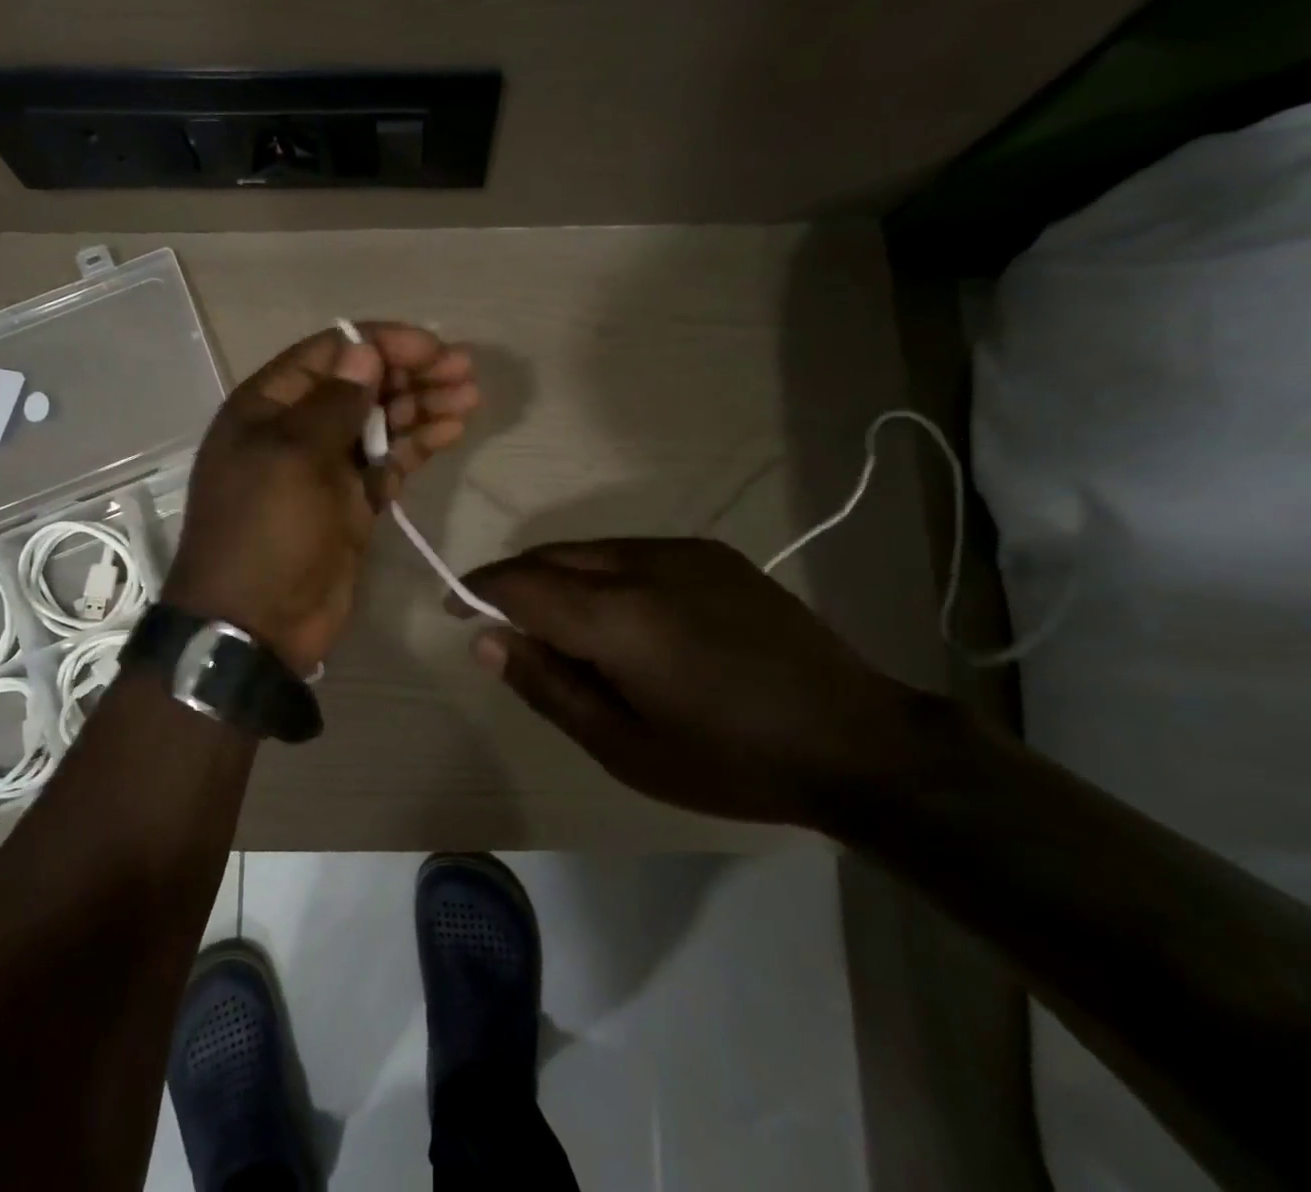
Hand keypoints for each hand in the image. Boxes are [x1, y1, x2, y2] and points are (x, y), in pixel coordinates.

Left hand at [166, 323, 480, 676]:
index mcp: (269, 406)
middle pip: (361, 385)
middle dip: (411, 373)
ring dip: (423, 405)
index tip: (433, 347)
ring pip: (381, 421)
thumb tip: (364, 352)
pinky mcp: (354, 501)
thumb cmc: (267, 531)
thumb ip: (334, 402)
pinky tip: (452, 429)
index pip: (331, 354)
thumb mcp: (294, 457)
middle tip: (464, 370)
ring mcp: (328, 467)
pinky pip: (390, 460)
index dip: (382, 345)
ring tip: (469, 396)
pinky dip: (419, 443)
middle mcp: (298, 428)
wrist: (258, 624)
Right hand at [453, 537, 967, 827]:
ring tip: (566, 628)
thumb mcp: (624, 748)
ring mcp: (682, 551)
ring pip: (591, 549)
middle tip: (507, 626)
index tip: (456, 608)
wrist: (854, 739)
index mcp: (617, 617)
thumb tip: (487, 639)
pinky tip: (625, 617)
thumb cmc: (729, 761)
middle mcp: (643, 564)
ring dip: (561, 577)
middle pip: (552, 555)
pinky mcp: (712, 553)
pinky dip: (603, 574)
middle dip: (516, 581)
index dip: (478, 590)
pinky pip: (632, 551)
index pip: (521, 583)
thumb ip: (548, 685)